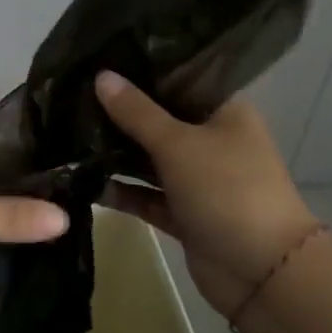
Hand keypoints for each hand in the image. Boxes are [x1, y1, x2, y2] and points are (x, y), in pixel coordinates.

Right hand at [94, 72, 322, 320]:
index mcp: (223, 111)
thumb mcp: (178, 144)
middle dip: (120, 113)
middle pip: (159, 119)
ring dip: (116, 153)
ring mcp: (198, 179)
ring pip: (149, 159)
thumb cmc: (227, 190)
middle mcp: (212, 140)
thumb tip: (101, 76)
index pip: (179, 79)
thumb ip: (136, 112)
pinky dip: (121, 191)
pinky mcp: (184, 213)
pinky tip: (83, 180)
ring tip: (68, 134)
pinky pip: (146, 195)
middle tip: (73, 96)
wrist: (263, 273)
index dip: (141, 70)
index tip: (100, 59)